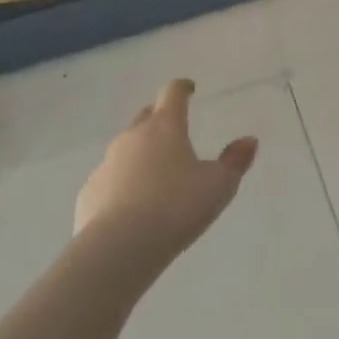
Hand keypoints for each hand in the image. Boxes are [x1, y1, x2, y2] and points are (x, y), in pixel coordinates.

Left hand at [74, 80, 258, 272]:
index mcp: (165, 127)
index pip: (172, 93)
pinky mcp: (89, 194)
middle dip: (159, 119)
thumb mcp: (218, 186)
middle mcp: (132, 137)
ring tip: (156, 177)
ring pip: (125, 149)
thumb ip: (235, 161)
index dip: (182, 88)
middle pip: (145, 116)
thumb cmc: (176, 208)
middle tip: (174, 133)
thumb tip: (249, 140)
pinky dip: (121, 185)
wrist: (118, 250)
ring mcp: (106, 164)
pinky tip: (132, 207)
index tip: (190, 89)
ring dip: (140, 155)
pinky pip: (109, 180)